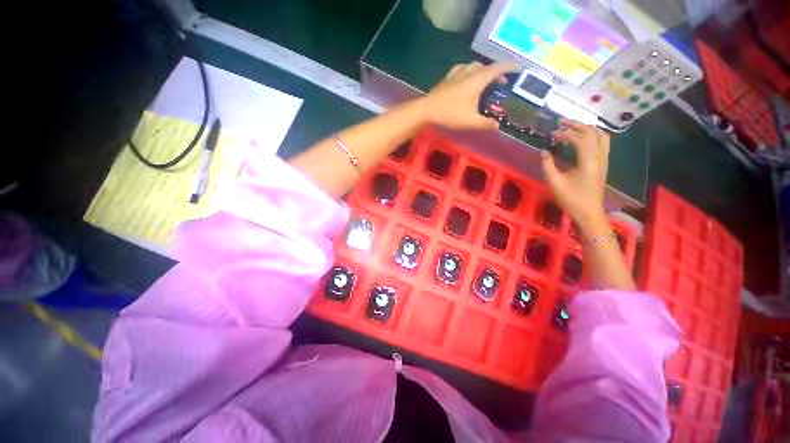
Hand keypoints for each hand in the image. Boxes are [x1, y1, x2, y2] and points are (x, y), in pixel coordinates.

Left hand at [421, 62, 518, 130]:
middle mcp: (469, 71)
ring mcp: (457, 73)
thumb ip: (485, 123)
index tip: (519, 67)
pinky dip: (470, 72)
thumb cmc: (450, 114)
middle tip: (502, 83)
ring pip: (475, 66)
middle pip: (487, 67)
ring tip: (486, 81)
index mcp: (478, 79)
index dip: (510, 67)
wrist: (427, 109)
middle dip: (497, 72)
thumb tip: (497, 126)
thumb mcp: (470, 121)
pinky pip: (463, 69)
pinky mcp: (448, 77)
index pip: (498, 68)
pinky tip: (467, 78)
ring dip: (483, 71)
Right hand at [541, 119, 609, 232]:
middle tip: (561, 122)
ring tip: (573, 127)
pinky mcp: (603, 163)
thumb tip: (544, 152)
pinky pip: (602, 142)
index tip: (552, 134)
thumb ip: (548, 165)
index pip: (580, 139)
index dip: (566, 134)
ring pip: (601, 135)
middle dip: (577, 125)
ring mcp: (604, 159)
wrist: (589, 212)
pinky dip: (592, 135)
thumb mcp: (555, 183)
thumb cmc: (571, 199)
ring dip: (587, 128)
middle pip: (592, 132)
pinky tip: (582, 139)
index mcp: (588, 161)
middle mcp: (599, 156)